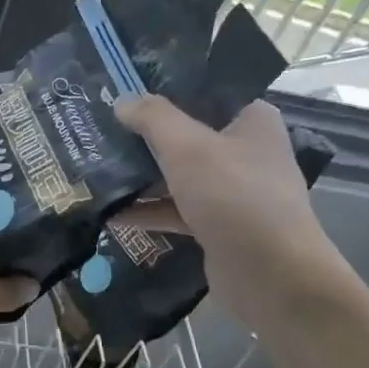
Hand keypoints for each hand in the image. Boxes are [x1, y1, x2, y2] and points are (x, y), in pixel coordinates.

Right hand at [115, 96, 344, 331]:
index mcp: (252, 120)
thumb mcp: (187, 147)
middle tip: (101, 128)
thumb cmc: (234, 196)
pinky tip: (112, 215)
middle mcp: (246, 151)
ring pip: (179, 175)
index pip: (205, 94)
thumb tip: (122, 100)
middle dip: (144, 137)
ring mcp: (233, 192)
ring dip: (142, 176)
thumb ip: (153, 118)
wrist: (272, 277)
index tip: (123, 91)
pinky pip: (177, 210)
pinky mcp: (218, 226)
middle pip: (187, 135)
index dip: (164, 91)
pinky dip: (148, 211)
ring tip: (97, 170)